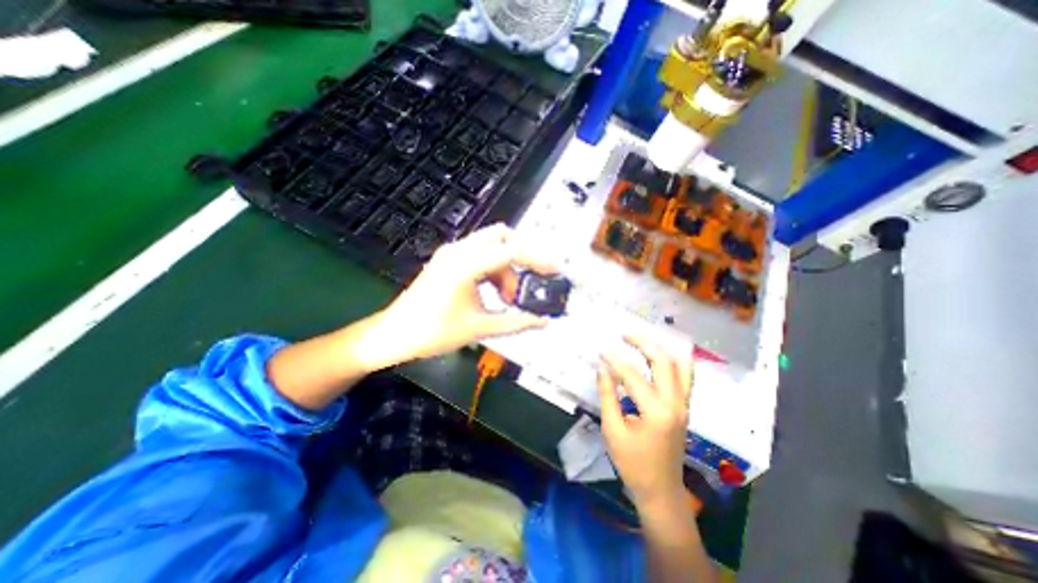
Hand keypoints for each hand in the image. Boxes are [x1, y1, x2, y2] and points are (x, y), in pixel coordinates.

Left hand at [373, 223, 559, 362]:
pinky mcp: (449, 260)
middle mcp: (459, 251)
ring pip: (492, 246)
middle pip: (502, 236)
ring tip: (509, 297)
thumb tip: (543, 321)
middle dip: (523, 255)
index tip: (555, 270)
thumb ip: (515, 322)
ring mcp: (452, 253)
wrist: (394, 334)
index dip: (538, 258)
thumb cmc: (433, 332)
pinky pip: (480, 255)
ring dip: (507, 267)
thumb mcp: (479, 328)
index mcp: (466, 264)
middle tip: (532, 279)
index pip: (511, 250)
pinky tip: (495, 292)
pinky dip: (494, 269)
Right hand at [597, 337, 691, 509]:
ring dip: (660, 349)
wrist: (661, 491)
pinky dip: (672, 361)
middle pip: (664, 361)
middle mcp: (676, 403)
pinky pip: (685, 376)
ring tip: (641, 341)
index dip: (615, 360)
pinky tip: (659, 355)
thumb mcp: (613, 430)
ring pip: (680, 365)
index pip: (633, 375)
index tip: (601, 350)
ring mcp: (684, 405)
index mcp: (656, 412)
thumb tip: (602, 368)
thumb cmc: (633, 463)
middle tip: (624, 335)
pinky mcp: (685, 407)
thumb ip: (608, 396)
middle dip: (643, 343)